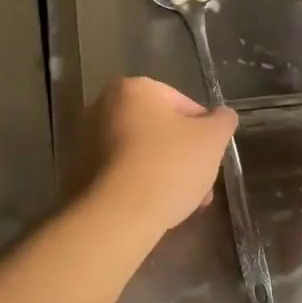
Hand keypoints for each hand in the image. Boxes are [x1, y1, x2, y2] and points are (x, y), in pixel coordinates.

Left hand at [80, 77, 237, 240]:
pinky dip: (140, 184)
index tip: (211, 158)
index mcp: (134, 88)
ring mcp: (87, 138)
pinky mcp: (79, 170)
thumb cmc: (168, 165)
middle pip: (159, 129)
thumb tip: (222, 115)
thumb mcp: (212, 139)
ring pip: (141, 152)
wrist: (118, 214)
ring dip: (165, 172)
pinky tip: (157, 207)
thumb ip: (222, 121)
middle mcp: (103, 105)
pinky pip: (121, 171)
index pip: (183, 104)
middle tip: (201, 184)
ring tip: (184, 203)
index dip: (204, 132)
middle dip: (183, 156)